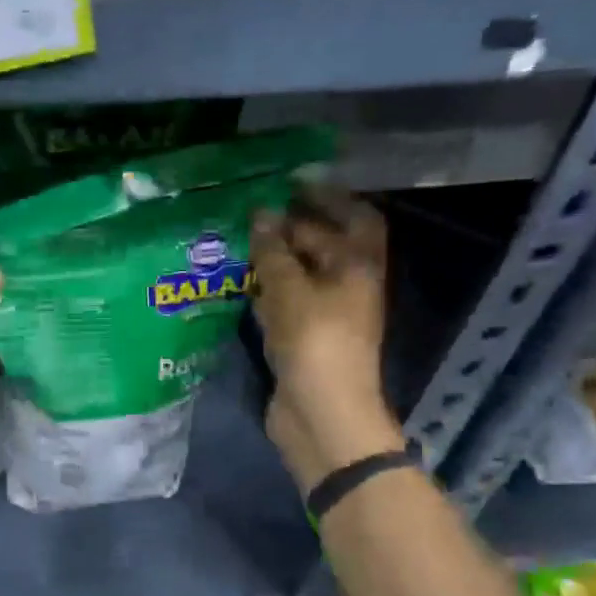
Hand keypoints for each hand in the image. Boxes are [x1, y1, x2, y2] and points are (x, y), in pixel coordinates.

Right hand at [251, 192, 400, 491]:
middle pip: (324, 244)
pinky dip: (266, 287)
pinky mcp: (304, 336)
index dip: (324, 196)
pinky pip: (286, 300)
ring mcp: (327, 312)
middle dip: (291, 226)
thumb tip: (262, 213)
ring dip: (275, 257)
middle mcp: (348, 284)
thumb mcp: (290, 290)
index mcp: (358, 266)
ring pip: (301, 273)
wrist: (321, 414)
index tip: (288, 181)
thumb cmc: (314, 343)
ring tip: (238, 238)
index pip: (350, 217)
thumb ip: (274, 250)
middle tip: (250, 210)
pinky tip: (239, 280)